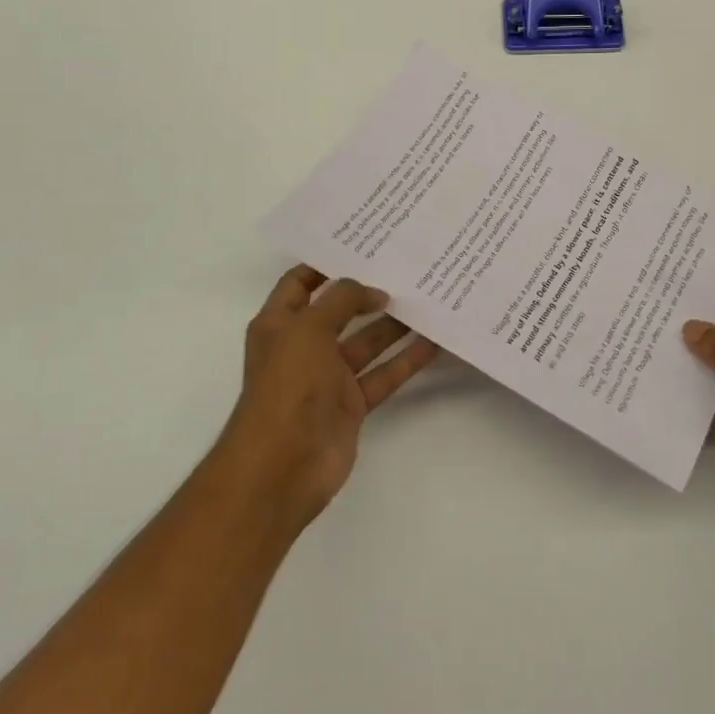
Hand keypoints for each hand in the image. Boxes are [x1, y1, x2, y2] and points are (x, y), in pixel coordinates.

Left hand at [216, 266, 440, 527]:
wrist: (282, 466)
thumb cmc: (287, 386)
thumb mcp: (308, 329)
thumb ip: (342, 300)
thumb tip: (374, 291)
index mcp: (279, 324)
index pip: (300, 283)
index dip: (325, 264)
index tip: (363, 247)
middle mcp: (304, 346)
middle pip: (340, 310)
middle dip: (369, 291)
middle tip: (407, 268)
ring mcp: (329, 377)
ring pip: (367, 342)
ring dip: (394, 324)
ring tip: (429, 299)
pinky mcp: (351, 404)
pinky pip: (383, 374)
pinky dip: (407, 360)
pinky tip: (435, 342)